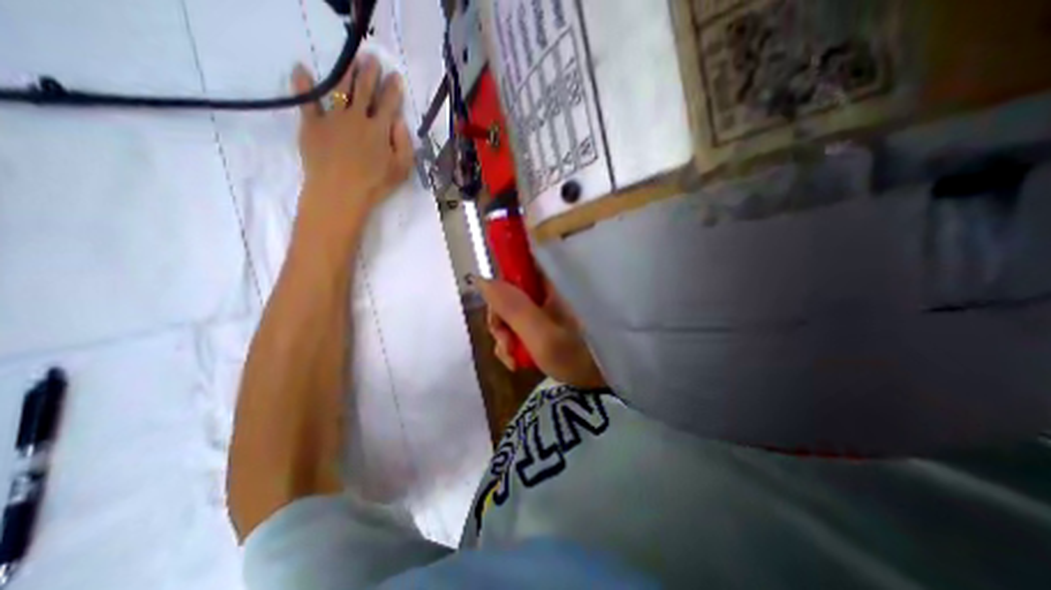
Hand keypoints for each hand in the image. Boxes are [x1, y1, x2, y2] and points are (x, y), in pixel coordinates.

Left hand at [293, 54, 416, 225]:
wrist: (340, 193)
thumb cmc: (375, 185)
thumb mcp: (401, 170)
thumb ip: (404, 145)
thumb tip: (400, 123)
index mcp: (379, 130)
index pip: (389, 104)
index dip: (393, 89)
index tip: (395, 76)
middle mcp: (357, 117)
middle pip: (364, 90)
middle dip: (370, 72)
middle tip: (372, 58)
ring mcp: (333, 118)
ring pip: (340, 88)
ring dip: (345, 72)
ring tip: (350, 60)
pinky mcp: (312, 124)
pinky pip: (306, 100)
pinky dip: (302, 84)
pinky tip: (301, 69)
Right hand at [477, 277, 607, 389]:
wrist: (613, 378)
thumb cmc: (583, 357)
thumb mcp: (542, 337)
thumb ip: (512, 308)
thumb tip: (480, 279)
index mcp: (552, 281)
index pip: (516, 265)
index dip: (499, 286)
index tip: (495, 313)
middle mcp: (549, 288)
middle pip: (510, 292)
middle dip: (501, 320)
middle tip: (506, 346)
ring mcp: (549, 304)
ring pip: (514, 311)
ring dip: (506, 335)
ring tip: (514, 360)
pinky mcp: (550, 319)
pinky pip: (523, 324)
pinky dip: (516, 342)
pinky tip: (518, 361)